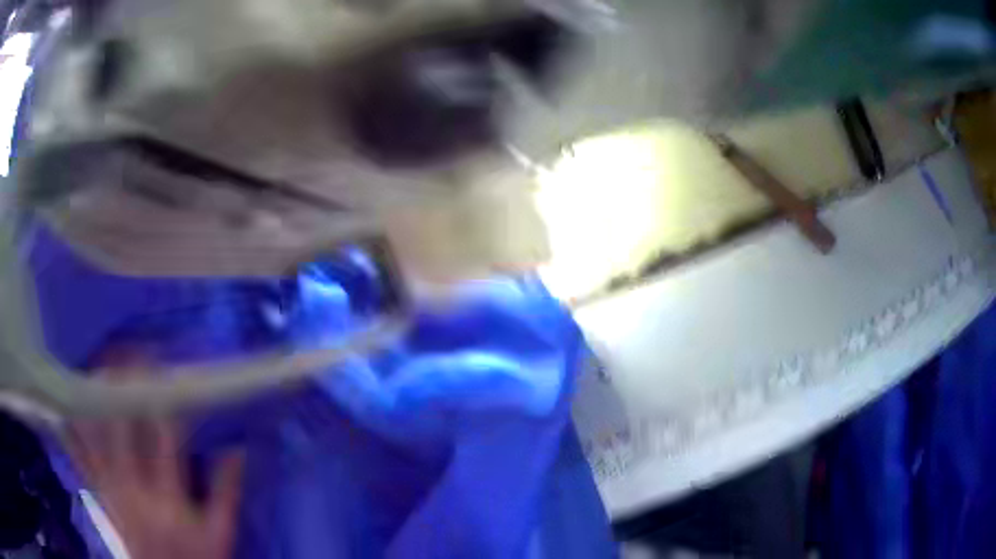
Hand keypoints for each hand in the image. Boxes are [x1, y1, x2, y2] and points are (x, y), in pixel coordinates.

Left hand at [63, 353, 243, 558]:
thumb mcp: (221, 534)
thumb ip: (227, 492)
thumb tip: (238, 448)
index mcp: (168, 498)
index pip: (163, 438)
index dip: (163, 399)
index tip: (165, 367)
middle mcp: (134, 488)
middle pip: (120, 427)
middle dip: (121, 385)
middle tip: (126, 350)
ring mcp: (111, 489)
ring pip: (94, 434)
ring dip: (93, 397)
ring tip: (96, 364)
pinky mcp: (99, 494)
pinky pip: (78, 457)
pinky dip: (70, 429)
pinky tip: (65, 402)